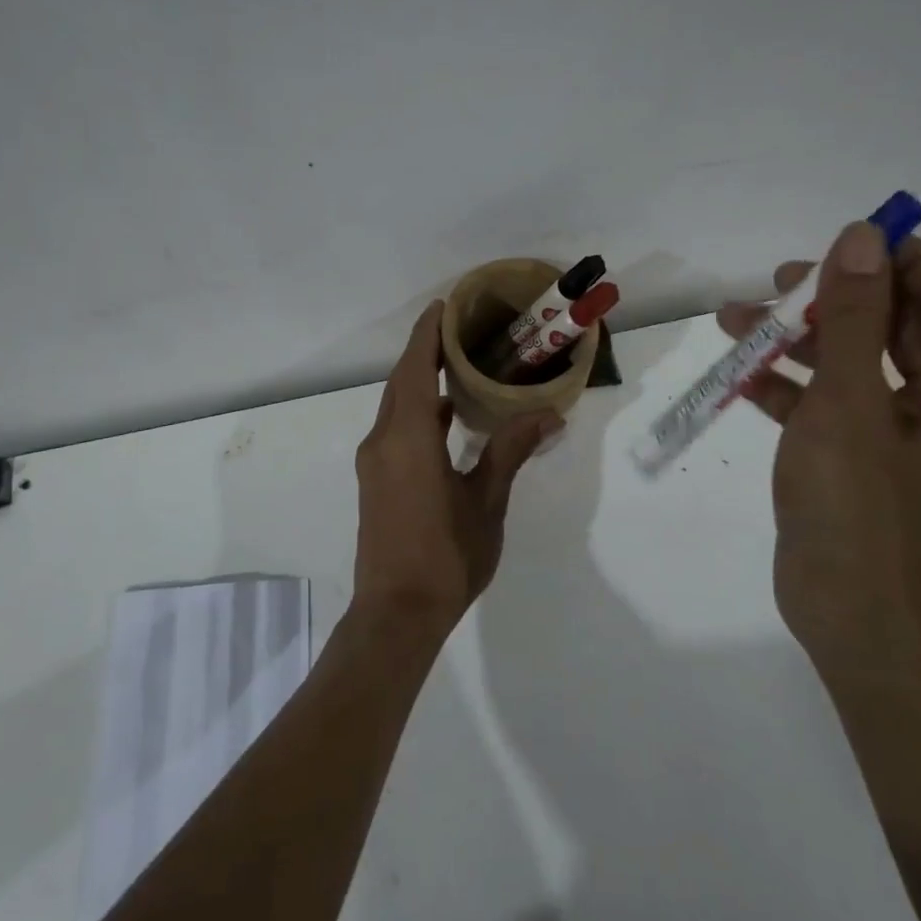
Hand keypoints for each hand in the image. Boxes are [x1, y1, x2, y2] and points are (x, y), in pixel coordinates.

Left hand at [352, 302, 559, 643]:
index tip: (444, 306)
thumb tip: (546, 413)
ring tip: (457, 365)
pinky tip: (445, 417)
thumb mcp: (487, 501)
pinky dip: (416, 411)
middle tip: (460, 329)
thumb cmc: (445, 556)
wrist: (396, 614)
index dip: (428, 334)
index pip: (416, 369)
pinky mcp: (374, 481)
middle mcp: (382, 441)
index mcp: (408, 437)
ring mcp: (374, 462)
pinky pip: (394, 428)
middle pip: (401, 382)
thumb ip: (510, 451)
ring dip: (420, 382)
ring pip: (395, 406)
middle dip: (425, 352)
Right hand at [717, 226, 920, 672]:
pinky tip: (736, 372)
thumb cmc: (860, 509)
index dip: (905, 261)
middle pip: (898, 322)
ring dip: (798, 337)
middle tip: (780, 285)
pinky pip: (827, 400)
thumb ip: (853, 317)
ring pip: (854, 359)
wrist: (850, 619)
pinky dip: (786, 382)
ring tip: (735, 319)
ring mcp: (899, 432)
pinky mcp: (857, 456)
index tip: (843, 248)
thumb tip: (861, 237)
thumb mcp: (850, 403)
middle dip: (837, 297)